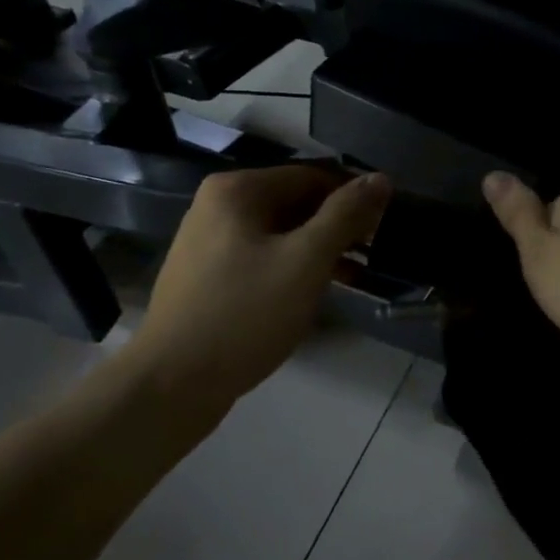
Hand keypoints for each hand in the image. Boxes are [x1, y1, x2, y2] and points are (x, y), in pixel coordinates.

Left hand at [126, 166, 390, 406]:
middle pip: (295, 203)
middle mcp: (218, 206)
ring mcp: (210, 242)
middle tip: (374, 253)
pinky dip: (293, 268)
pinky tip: (317, 291)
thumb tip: (380, 179)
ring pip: (281, 234)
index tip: (386, 225)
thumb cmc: (245, 314)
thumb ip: (345, 215)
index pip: (312, 176)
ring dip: (319, 249)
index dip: (353, 197)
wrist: (173, 383)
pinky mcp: (209, 277)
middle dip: (337, 226)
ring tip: (356, 276)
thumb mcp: (305, 261)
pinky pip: (263, 258)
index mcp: (237, 190)